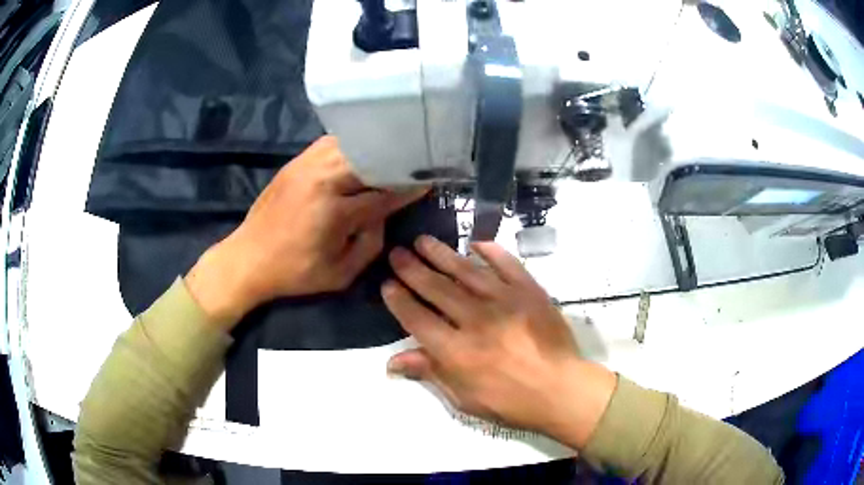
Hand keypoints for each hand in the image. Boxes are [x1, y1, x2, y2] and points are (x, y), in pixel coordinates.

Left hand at [186, 136, 425, 326]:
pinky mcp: (295, 162)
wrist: (248, 258)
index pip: (383, 192)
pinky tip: (360, 152)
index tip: (429, 181)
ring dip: (373, 149)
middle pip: (370, 159)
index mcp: (334, 211)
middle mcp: (322, 179)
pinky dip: (350, 145)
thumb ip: (372, 242)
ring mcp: (306, 166)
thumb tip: (385, 213)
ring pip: (351, 144)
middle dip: (395, 161)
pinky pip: (330, 143)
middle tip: (414, 164)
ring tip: (391, 154)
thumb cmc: (295, 273)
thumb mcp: (341, 273)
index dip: (409, 188)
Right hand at [382, 237, 615, 448]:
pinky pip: (508, 265)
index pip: (418, 319)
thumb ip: (431, 373)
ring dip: (442, 254)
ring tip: (423, 241)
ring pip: (466, 271)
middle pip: (437, 289)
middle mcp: (476, 320)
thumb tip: (392, 361)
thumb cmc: (510, 402)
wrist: (561, 389)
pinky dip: (492, 252)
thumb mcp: (464, 399)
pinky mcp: (530, 292)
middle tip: (397, 253)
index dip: (399, 301)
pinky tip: (476, 242)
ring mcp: (506, 302)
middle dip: (413, 270)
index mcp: (457, 351)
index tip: (387, 284)